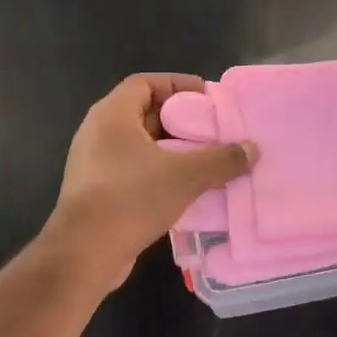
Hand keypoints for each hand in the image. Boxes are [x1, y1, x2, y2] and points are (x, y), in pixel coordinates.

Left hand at [45, 73, 256, 287]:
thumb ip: (221, 159)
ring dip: (172, 150)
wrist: (84, 254)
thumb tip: (252, 149)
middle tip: (213, 130)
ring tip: (206, 159)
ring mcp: (94, 163)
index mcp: (112, 114)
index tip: (206, 98)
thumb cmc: (131, 198)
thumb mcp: (185, 175)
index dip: (177, 84)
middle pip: (144, 113)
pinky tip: (186, 188)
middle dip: (180, 120)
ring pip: (140, 145)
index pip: (145, 83)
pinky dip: (159, 172)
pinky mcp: (97, 191)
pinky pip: (134, 170)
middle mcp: (98, 132)